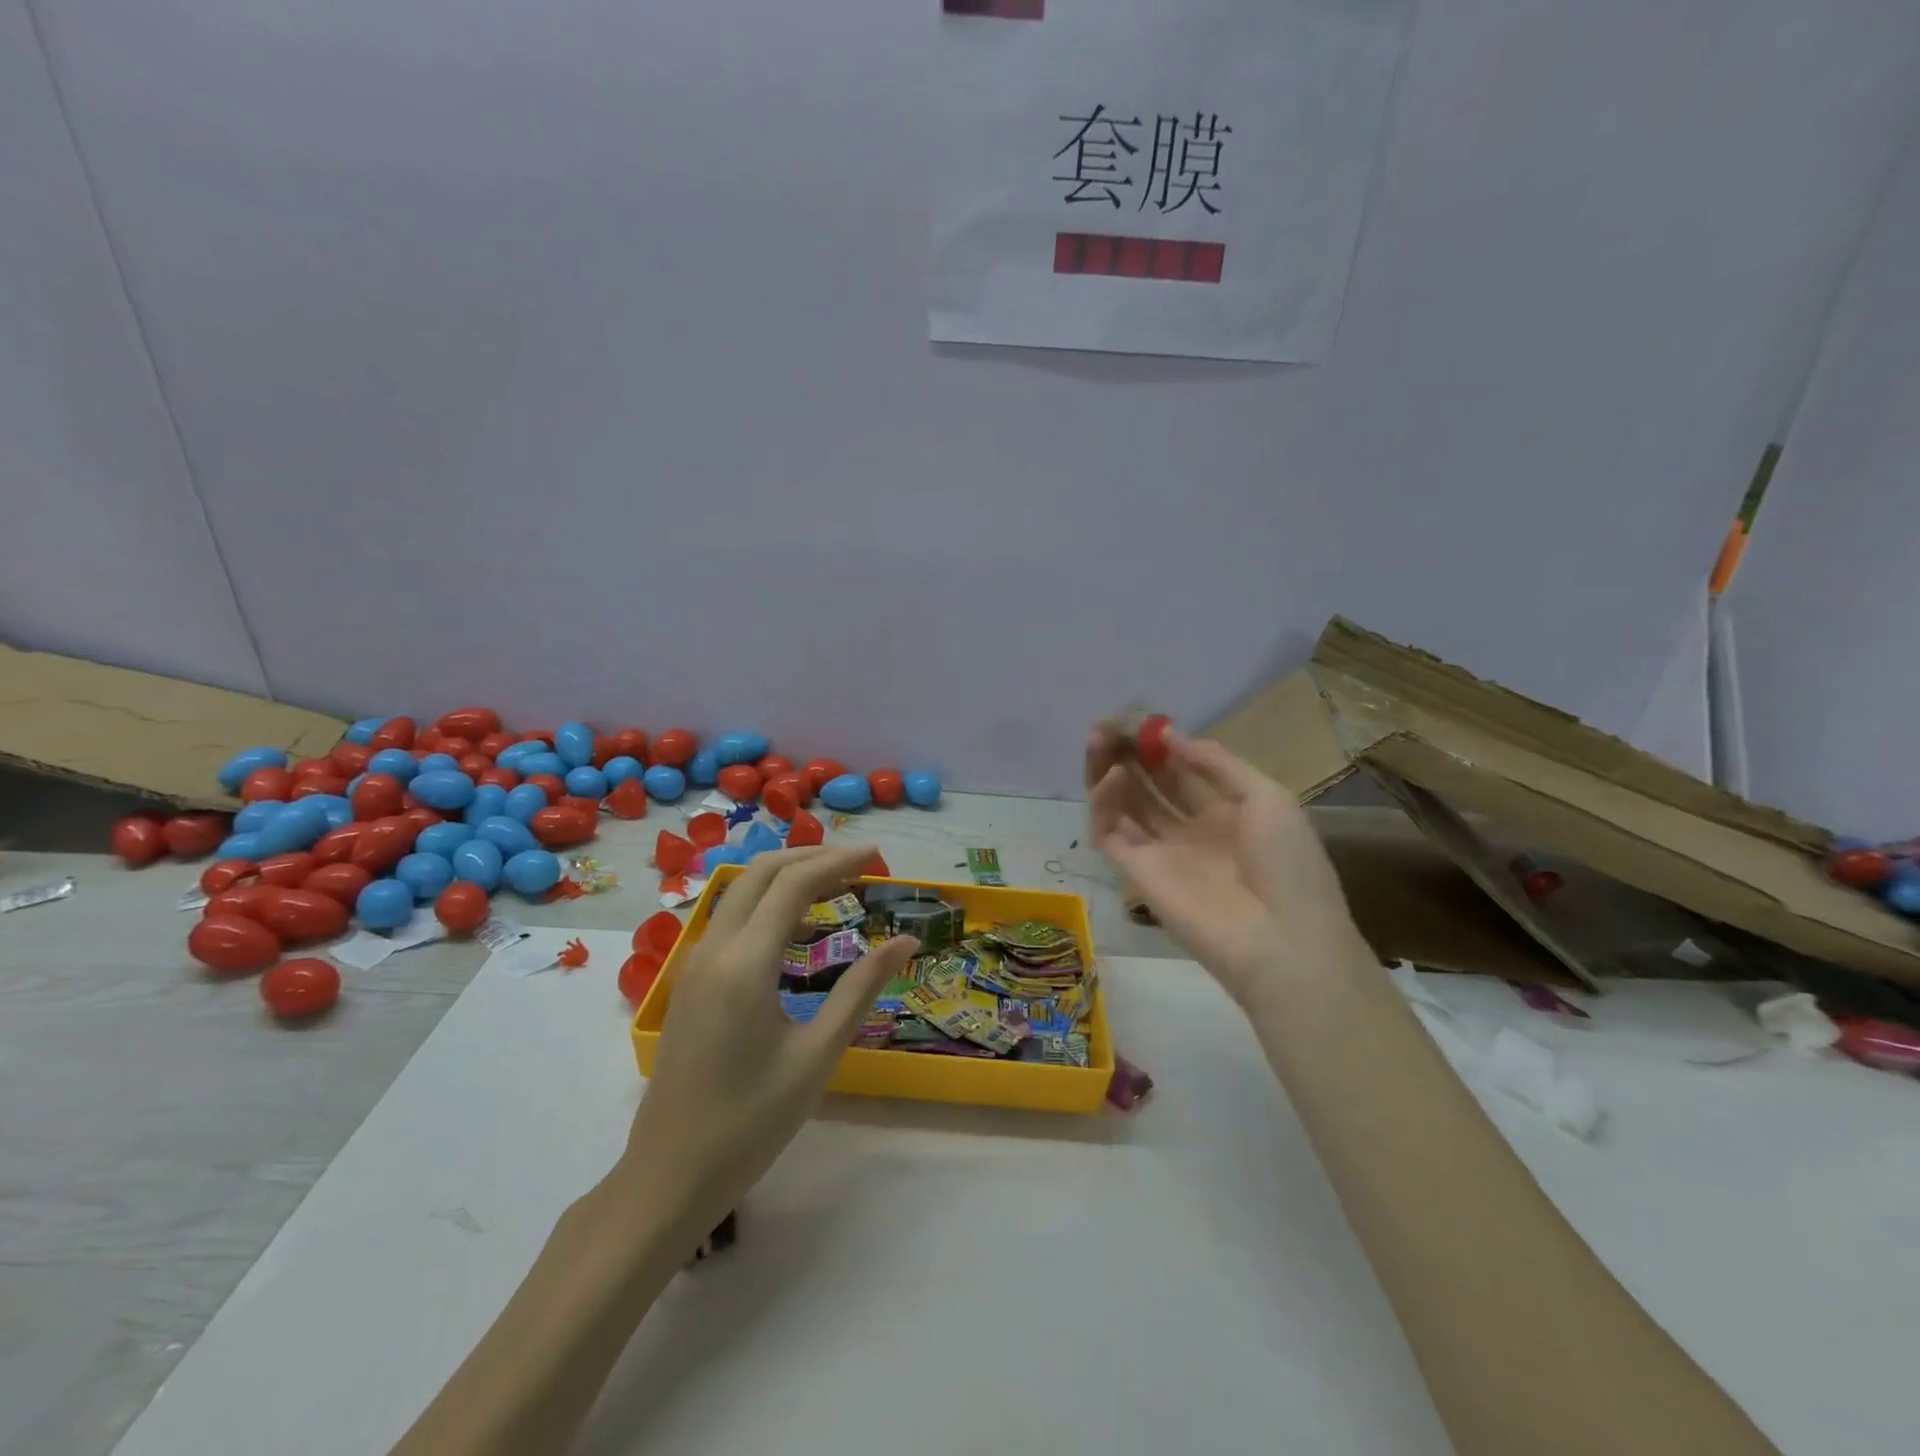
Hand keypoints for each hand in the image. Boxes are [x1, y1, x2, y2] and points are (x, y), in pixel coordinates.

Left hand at [618, 846, 917, 1244]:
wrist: (667, 1176)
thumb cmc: (750, 1122)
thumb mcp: (817, 1056)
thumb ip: (861, 990)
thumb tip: (905, 943)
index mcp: (746, 963)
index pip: (795, 883)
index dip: (839, 862)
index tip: (878, 857)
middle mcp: (714, 949)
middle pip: (761, 872)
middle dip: (811, 857)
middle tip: (858, 865)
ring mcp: (695, 964)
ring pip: (741, 892)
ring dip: (787, 877)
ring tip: (836, 888)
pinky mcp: (690, 983)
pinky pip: (731, 921)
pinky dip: (767, 906)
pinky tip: (798, 934)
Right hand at [1086, 727, 1363, 1004]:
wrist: (1283, 941)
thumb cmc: (1288, 865)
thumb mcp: (1267, 797)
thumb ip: (1216, 763)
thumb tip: (1169, 736)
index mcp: (1225, 811)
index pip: (1180, 770)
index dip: (1159, 744)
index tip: (1140, 719)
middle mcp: (1188, 828)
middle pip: (1147, 783)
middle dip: (1128, 752)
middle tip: (1108, 724)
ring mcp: (1160, 851)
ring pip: (1122, 804)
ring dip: (1107, 770)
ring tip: (1098, 740)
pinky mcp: (1135, 872)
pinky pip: (1110, 832)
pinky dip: (1103, 803)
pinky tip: (1110, 777)